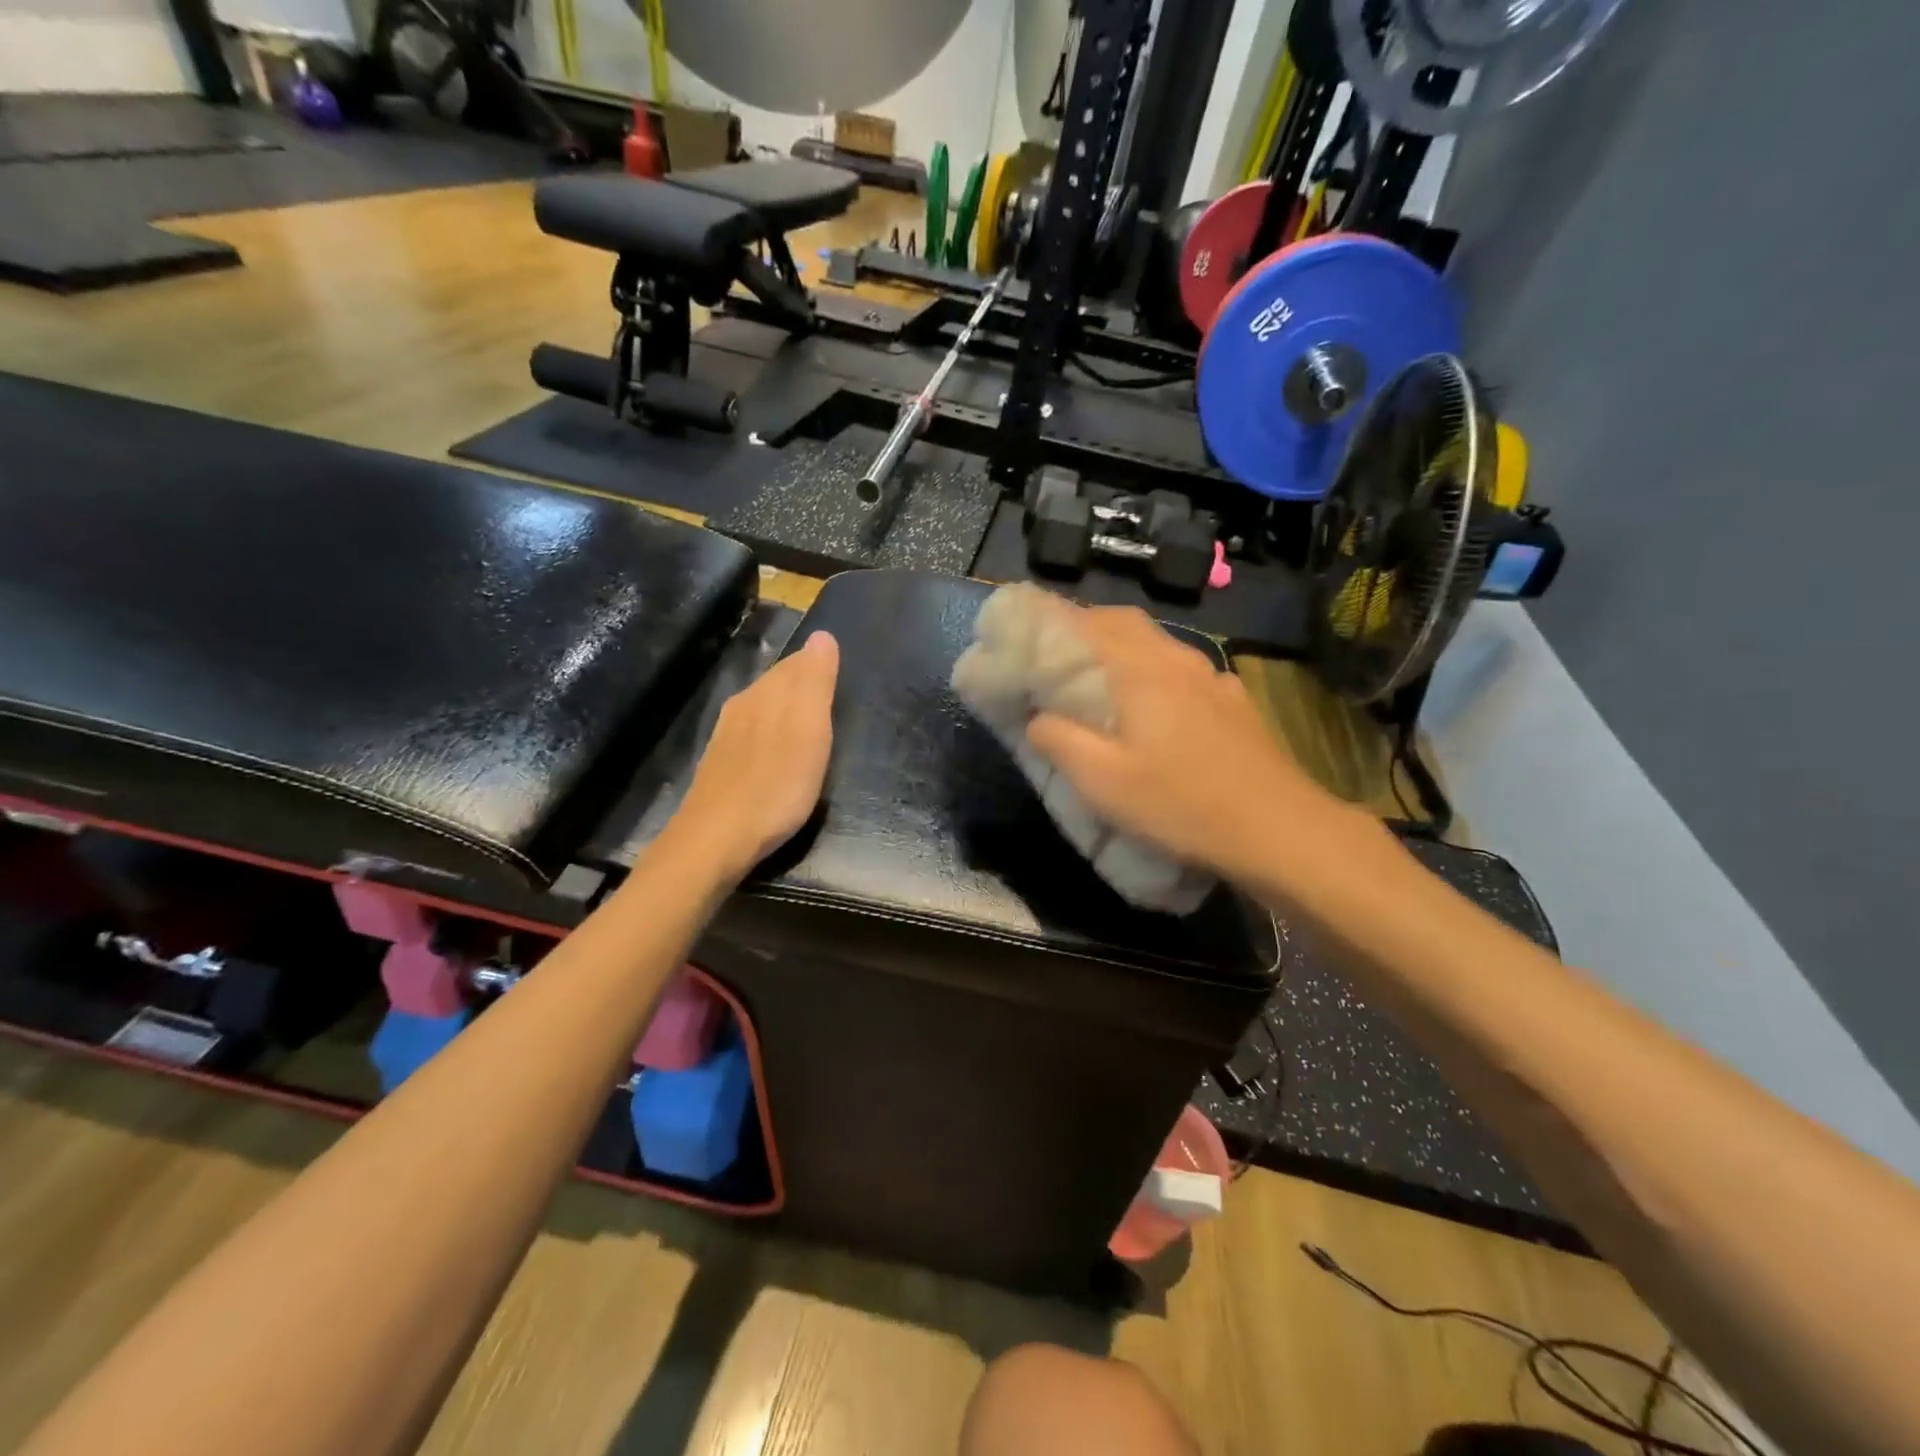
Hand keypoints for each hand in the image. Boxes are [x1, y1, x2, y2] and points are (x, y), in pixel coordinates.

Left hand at [670, 631, 839, 880]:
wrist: (717, 839)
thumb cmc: (775, 785)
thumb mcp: (808, 730)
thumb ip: (815, 682)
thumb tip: (822, 635)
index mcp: (765, 694)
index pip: (795, 663)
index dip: (818, 664)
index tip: (839, 670)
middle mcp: (742, 706)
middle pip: (776, 684)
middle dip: (801, 683)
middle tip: (830, 693)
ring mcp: (726, 737)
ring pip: (761, 709)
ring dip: (784, 710)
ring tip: (808, 722)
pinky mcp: (720, 766)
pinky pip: (751, 734)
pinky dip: (770, 734)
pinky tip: (776, 752)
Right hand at [1024, 606, 1367, 886]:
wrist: (1278, 829)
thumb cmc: (1181, 804)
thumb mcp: (1103, 782)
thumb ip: (1059, 740)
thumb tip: (1036, 716)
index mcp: (1138, 669)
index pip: (1084, 622)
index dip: (1048, 622)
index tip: (1021, 635)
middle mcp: (1176, 659)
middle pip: (1122, 623)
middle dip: (1082, 629)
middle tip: (1054, 656)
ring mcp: (1211, 677)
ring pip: (1156, 644)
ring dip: (1120, 648)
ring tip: (1097, 678)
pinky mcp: (1234, 701)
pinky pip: (1184, 669)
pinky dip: (1155, 672)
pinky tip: (1158, 705)